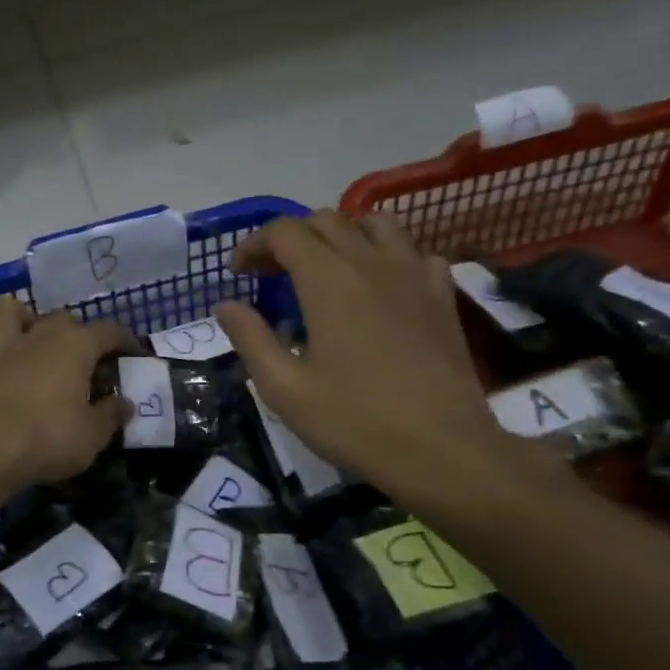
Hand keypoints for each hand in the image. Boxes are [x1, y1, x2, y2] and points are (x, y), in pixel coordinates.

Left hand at [0, 295, 136, 485]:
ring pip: (3, 311)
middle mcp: (37, 337)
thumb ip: (111, 415)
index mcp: (74, 347)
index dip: (124, 339)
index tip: (133, 352)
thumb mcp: (94, 435)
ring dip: (15, 317)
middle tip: (82, 356)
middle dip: (75, 331)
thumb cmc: (50, 439)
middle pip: (60, 318)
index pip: (108, 331)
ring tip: (26, 334)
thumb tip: (125, 404)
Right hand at [215, 211, 532, 507]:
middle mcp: (371, 263)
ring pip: (375, 223)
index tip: (240, 273)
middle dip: (290, 238)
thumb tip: (226, 306)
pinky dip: (389, 255)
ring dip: (341, 234)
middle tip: (272, 273)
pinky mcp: (443, 295)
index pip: (285, 233)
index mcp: (328, 281)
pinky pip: (415, 252)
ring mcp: (415, 275)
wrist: (441, 449)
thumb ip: (250, 339)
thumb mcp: (284, 388)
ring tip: (326, 267)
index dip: (255, 244)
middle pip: (326, 220)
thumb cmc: (354, 420)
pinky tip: (380, 285)